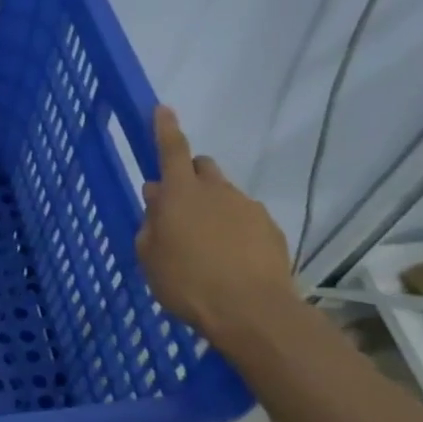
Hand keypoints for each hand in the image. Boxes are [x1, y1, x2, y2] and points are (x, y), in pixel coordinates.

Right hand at [134, 107, 298, 342]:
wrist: (252, 313)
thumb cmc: (187, 282)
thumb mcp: (150, 255)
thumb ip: (151, 221)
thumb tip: (156, 196)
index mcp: (181, 193)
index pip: (171, 148)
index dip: (165, 128)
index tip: (163, 108)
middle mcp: (216, 191)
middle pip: (202, 167)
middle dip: (190, 176)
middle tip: (180, 205)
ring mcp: (248, 208)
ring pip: (226, 194)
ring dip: (214, 207)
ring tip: (207, 242)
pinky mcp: (271, 230)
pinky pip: (247, 219)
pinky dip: (236, 230)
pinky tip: (231, 258)